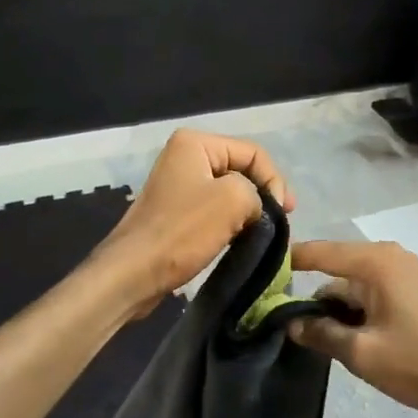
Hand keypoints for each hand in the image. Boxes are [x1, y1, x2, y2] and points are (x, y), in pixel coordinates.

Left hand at [95, 130, 294, 308]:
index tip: (285, 212)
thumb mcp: (233, 199)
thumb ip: (258, 192)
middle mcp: (184, 156)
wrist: (133, 273)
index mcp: (195, 143)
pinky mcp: (176, 212)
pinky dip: (231, 223)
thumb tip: (258, 209)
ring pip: (229, 192)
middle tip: (279, 222)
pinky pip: (214, 210)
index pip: (253, 152)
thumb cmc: (182, 231)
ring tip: (263, 233)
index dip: (274, 180)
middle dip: (262, 194)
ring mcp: (178, 185)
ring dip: (248, 211)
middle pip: (241, 169)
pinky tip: (240, 240)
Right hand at [287, 241, 417, 417]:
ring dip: (336, 309)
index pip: (319, 252)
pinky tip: (345, 338)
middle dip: (312, 296)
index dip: (288, 262)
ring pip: (353, 285)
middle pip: (336, 270)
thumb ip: (322, 334)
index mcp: (375, 262)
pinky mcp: (412, 290)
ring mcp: (403, 272)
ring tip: (313, 339)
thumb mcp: (363, 354)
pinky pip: (372, 292)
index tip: (257, 276)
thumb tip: (289, 323)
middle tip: (281, 324)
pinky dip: (356, 311)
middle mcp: (388, 257)